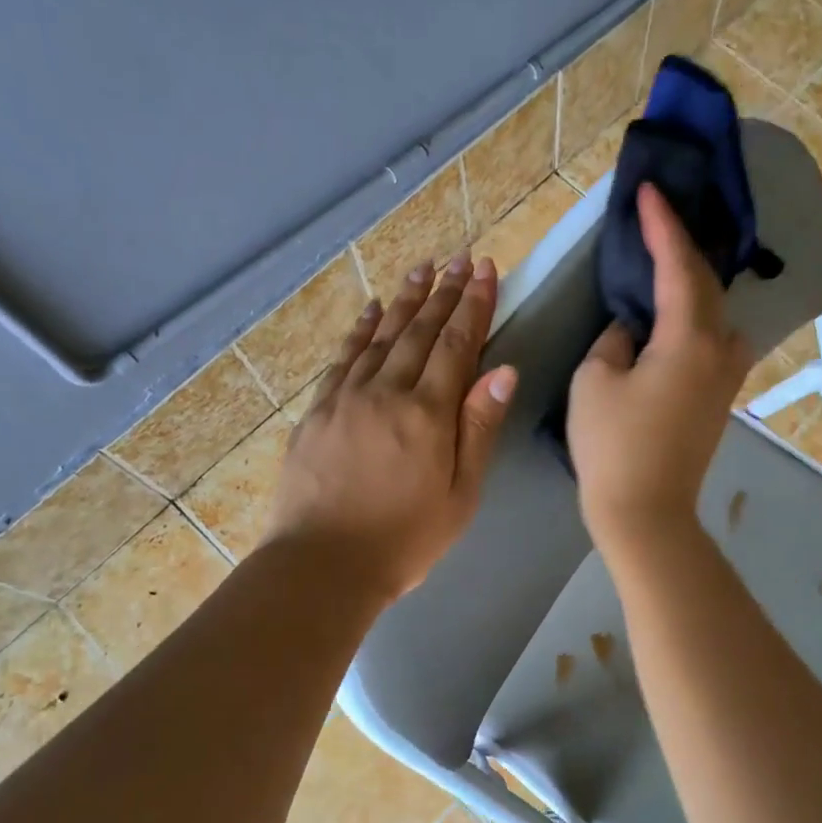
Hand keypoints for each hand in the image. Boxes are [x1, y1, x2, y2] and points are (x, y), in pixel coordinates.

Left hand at [264, 254, 515, 602]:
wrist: (323, 564)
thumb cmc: (406, 538)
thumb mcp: (460, 494)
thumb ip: (478, 429)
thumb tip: (502, 372)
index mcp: (428, 413)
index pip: (457, 345)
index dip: (473, 305)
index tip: (484, 270)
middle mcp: (386, 391)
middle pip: (420, 331)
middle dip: (443, 292)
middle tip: (458, 258)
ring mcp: (346, 397)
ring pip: (381, 336)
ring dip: (403, 301)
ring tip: (421, 270)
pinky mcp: (318, 410)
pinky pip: (343, 358)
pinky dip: (360, 330)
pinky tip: (370, 311)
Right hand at [568, 184, 751, 555]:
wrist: (646, 512)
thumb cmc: (614, 446)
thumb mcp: (596, 380)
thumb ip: (615, 339)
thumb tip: (633, 328)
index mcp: (690, 338)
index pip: (678, 265)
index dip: (662, 225)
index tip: (649, 190)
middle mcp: (721, 348)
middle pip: (705, 283)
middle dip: (682, 246)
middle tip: (659, 215)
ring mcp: (726, 376)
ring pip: (714, 312)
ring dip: (693, 282)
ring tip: (669, 259)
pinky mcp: (719, 398)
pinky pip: (712, 339)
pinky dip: (695, 315)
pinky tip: (677, 311)